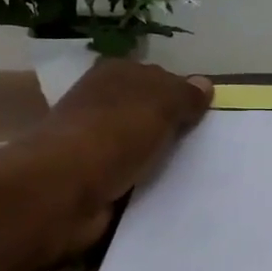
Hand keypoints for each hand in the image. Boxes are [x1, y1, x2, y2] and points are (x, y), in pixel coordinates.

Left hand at [32, 60, 213, 254]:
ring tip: (199, 176)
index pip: (156, 77)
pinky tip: (171, 196)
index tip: (208, 117)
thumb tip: (204, 84)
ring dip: (162, 162)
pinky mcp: (93, 181)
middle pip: (149, 114)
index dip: (181, 94)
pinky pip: (131, 180)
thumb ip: (184, 94)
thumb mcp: (160, 104)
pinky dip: (146, 187)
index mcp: (114, 75)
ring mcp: (95, 145)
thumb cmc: (113, 135)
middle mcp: (101, 105)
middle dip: (174, 129)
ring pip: (141, 149)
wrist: (62, 191)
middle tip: (209, 148)